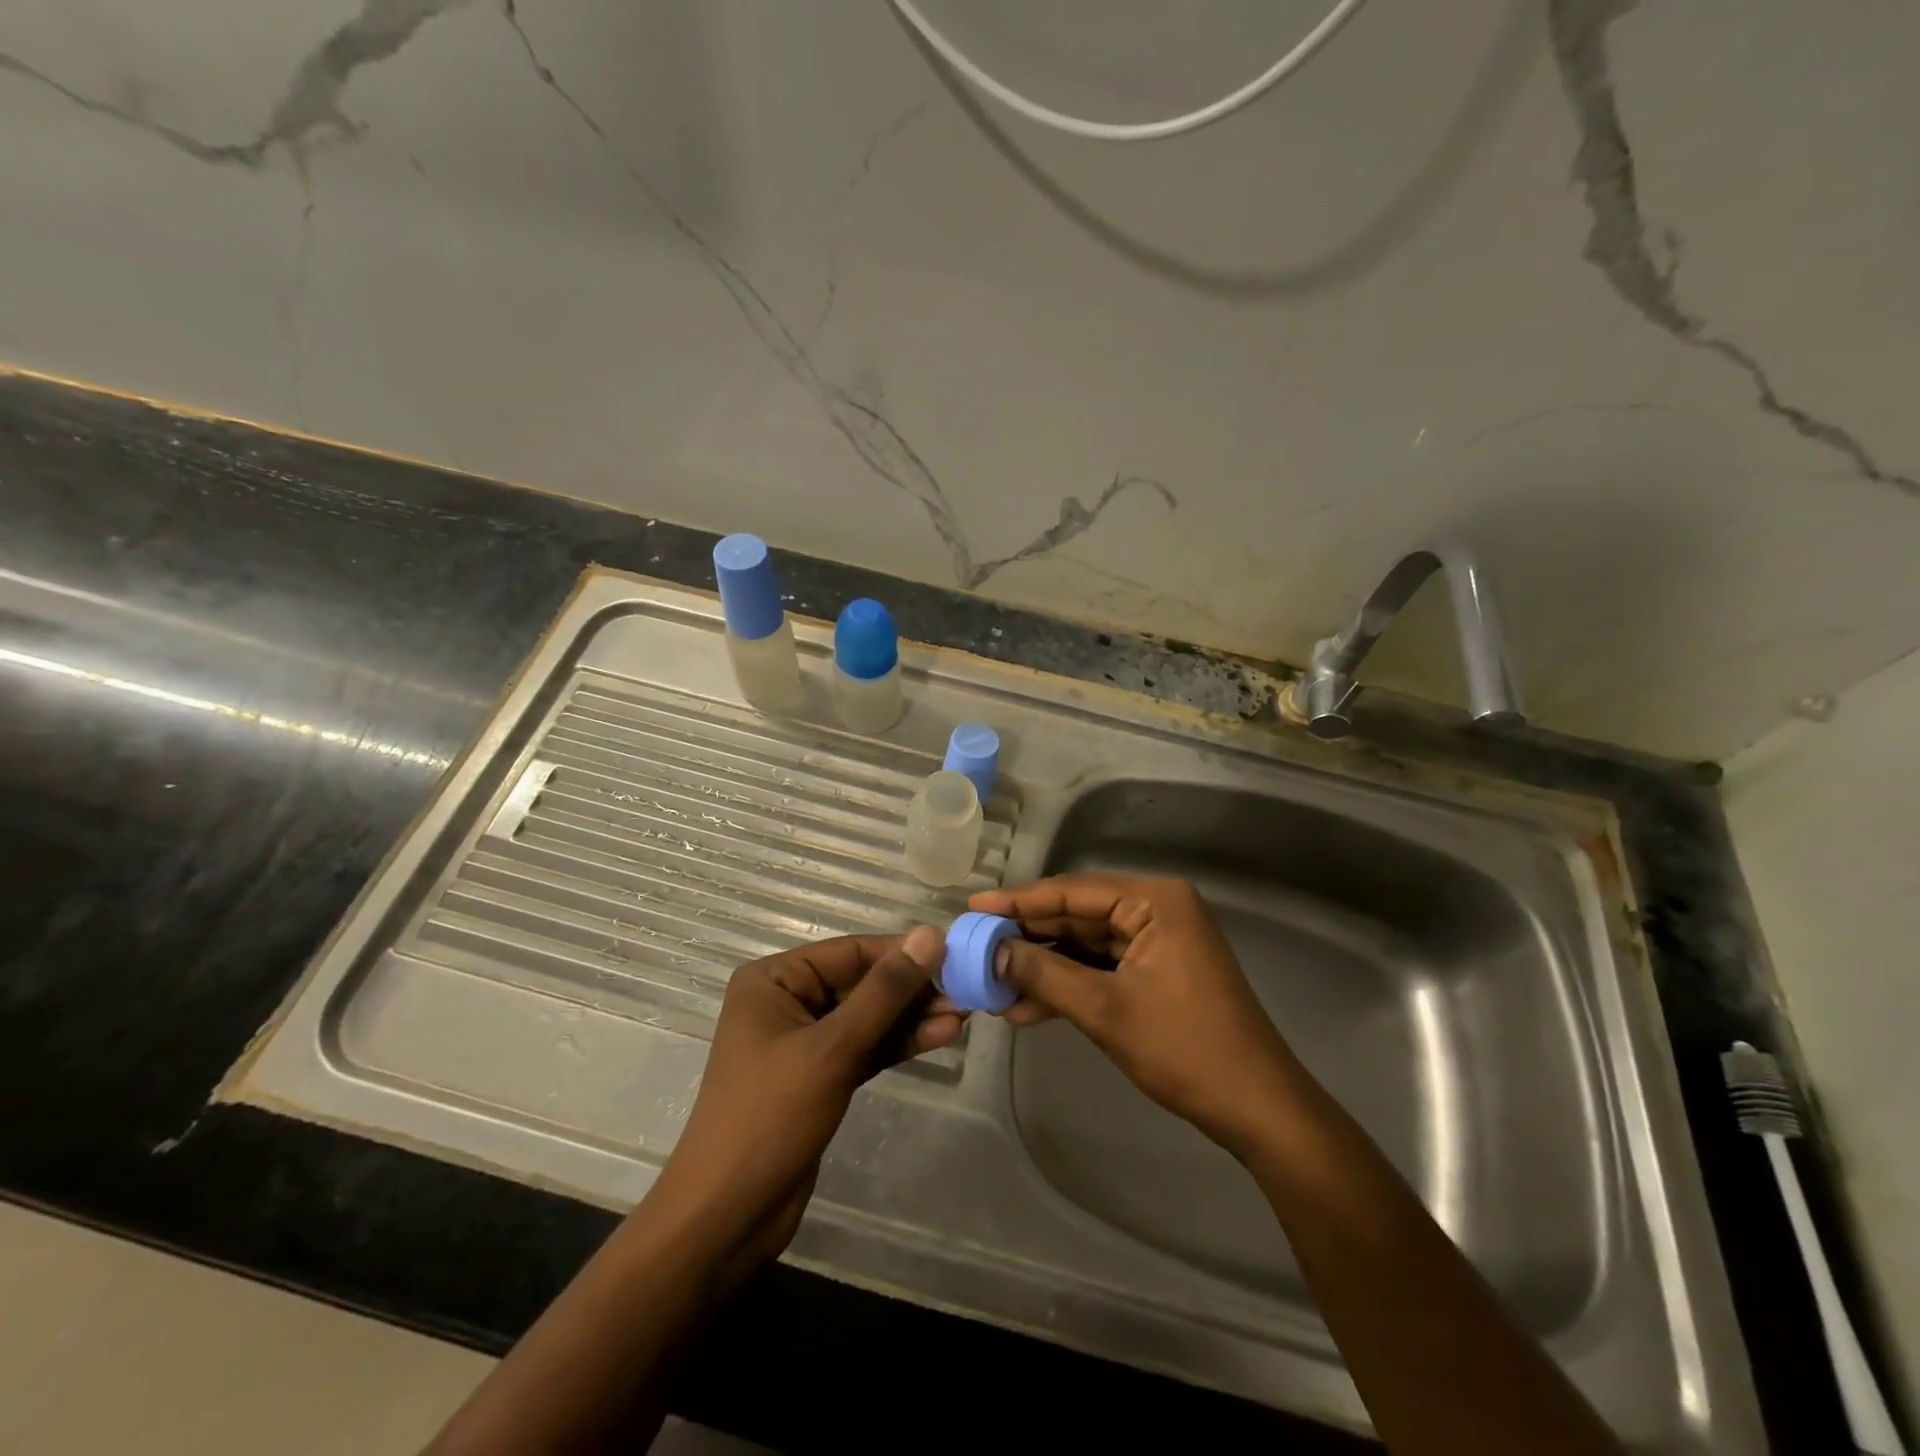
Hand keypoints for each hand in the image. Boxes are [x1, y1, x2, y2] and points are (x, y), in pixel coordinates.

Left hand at [653, 927, 957, 1263]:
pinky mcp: (820, 1076)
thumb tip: (930, 935)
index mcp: (775, 979)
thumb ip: (884, 992)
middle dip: (912, 989)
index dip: (903, 953)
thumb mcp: (832, 1048)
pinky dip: (898, 1043)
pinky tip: (939, 1035)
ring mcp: (804, 1040)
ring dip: (912, 1016)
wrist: (727, 1218)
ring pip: (868, 1016)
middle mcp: (788, 1000)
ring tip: (963, 1013)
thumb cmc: (770, 1117)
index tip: (957, 955)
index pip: (851, 952)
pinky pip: (865, 1046)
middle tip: (966, 990)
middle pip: (862, 982)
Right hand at [969, 874, 1300, 1156]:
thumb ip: (1044, 974)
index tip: (974, 906)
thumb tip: (991, 952)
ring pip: (1086, 944)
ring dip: (1044, 967)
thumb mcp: (1105, 1010)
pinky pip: (1103, 968)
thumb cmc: (1184, 1049)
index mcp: (1154, 900)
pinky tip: (1028, 1007)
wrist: (1257, 1109)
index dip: (1019, 901)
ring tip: (994, 986)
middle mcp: (1157, 909)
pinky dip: (1069, 985)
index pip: (1072, 890)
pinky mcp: (1158, 971)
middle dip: (1029, 939)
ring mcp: (1159, 941)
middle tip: (977, 948)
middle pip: (1078, 915)